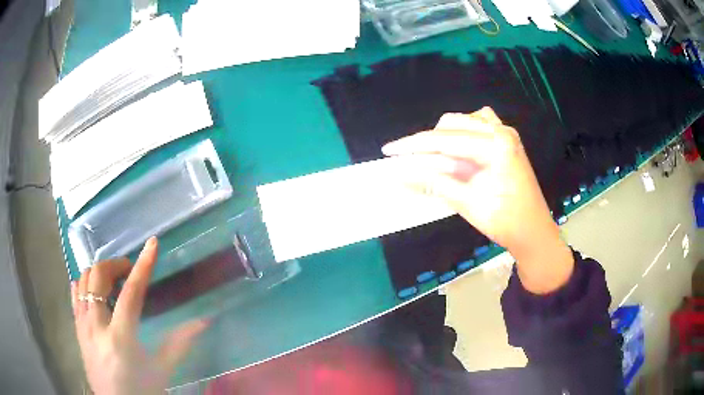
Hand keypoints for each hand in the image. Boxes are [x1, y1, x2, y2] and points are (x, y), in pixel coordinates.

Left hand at [72, 237, 207, 394]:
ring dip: (99, 273)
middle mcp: (97, 326)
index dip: (143, 266)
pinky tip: (93, 291)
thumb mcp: (162, 371)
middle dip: (114, 265)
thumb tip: (203, 321)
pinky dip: (83, 285)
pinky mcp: (77, 330)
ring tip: (112, 281)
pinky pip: (74, 295)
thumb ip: (179, 344)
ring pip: (83, 281)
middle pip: (98, 277)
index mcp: (121, 337)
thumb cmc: (141, 391)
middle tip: (128, 270)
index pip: (131, 292)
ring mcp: (83, 326)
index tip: (153, 244)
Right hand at [382, 107, 572, 293]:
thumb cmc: (506, 222)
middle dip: (427, 141)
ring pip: (464, 121)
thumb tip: (400, 173)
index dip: (413, 145)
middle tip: (409, 161)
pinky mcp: (506, 141)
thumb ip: (435, 183)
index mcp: (496, 145)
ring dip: (444, 136)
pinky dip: (463, 133)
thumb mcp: (468, 204)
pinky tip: (458, 149)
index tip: (388, 150)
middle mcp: (501, 131)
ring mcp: (506, 134)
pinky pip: (479, 125)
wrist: (534, 232)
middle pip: (453, 124)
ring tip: (433, 158)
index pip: (445, 139)